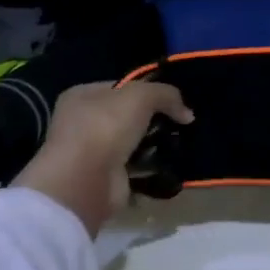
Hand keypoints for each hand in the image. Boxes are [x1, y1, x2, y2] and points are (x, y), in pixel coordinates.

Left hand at [13, 81, 193, 235]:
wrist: (86, 181)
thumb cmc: (105, 127)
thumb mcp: (141, 96)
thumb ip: (166, 95)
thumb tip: (187, 114)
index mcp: (82, 96)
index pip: (121, 87)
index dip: (148, 91)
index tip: (173, 100)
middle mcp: (83, 122)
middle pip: (128, 115)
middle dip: (154, 119)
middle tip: (179, 123)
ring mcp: (93, 152)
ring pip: (133, 142)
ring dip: (154, 144)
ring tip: (180, 142)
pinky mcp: (106, 177)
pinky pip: (136, 167)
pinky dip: (151, 167)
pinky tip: (170, 163)